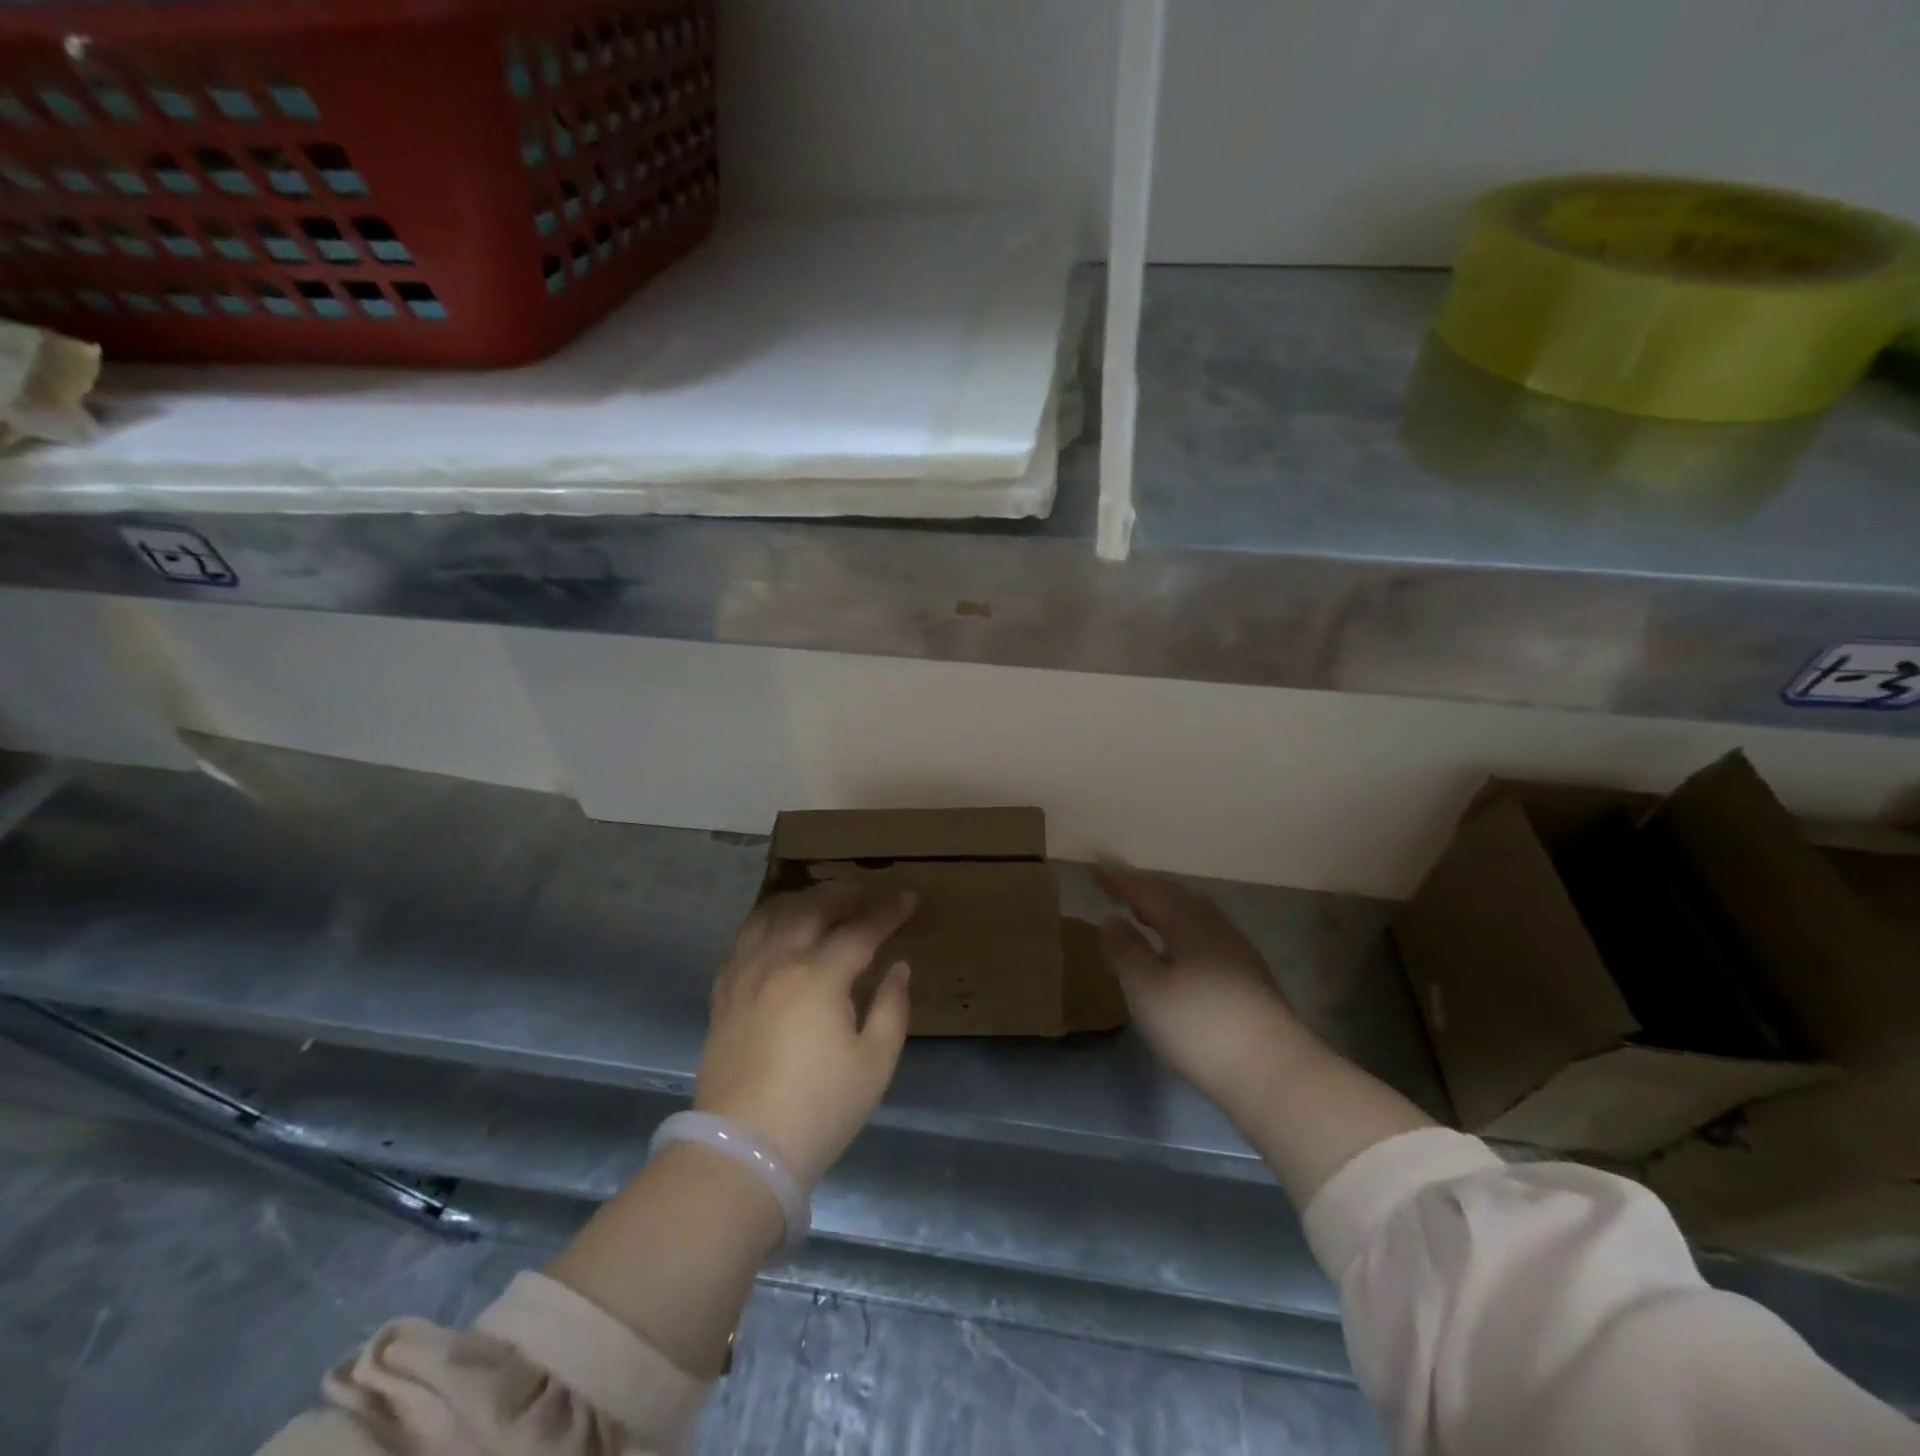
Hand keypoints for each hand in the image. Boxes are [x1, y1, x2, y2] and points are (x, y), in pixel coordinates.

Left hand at [694, 883, 916, 1186]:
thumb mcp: (874, 1064)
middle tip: (868, 893)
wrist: (743, 1151)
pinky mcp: (723, 993)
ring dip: (801, 899)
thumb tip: (898, 968)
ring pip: (770, 914)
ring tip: (821, 901)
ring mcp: (744, 974)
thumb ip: (891, 1008)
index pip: (860, 930)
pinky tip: (777, 930)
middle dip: (844, 894)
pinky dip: (765, 922)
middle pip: (812, 908)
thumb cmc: (819, 1109)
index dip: (888, 912)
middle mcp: (778, 962)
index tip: (909, 899)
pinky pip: (743, 939)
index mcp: (819, 977)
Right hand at [1097, 868, 1318, 1115]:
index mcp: (1188, 921)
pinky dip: (1183, 929)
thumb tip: (1112, 919)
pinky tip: (1178, 951)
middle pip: (1177, 897)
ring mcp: (1237, 951)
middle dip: (1147, 890)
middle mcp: (1215, 926)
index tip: (1096, 871)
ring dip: (1167, 909)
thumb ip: (1127, 950)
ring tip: (1145, 916)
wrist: (1275, 1072)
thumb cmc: (1200, 1025)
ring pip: (1196, 915)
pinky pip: (1206, 934)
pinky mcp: (1249, 976)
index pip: (1147, 892)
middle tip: (1120, 890)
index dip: (1120, 882)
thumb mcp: (1148, 989)